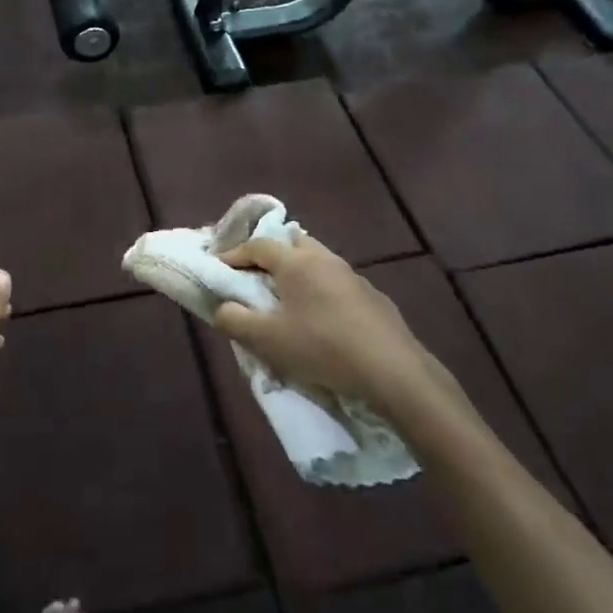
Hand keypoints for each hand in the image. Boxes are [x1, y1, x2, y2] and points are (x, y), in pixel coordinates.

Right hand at [213, 235, 464, 425]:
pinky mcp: (373, 296)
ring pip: (318, 260)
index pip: (258, 245)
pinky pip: (337, 281)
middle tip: (255, 274)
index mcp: (296, 262)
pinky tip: (321, 316)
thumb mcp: (266, 340)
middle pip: (292, 242)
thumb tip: (221, 307)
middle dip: (271, 252)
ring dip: (298, 270)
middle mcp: (325, 259)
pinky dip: (321, 289)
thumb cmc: (321, 348)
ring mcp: (353, 276)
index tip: (220, 267)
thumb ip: (234, 320)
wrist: (392, 371)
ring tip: (286, 296)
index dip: (235, 253)